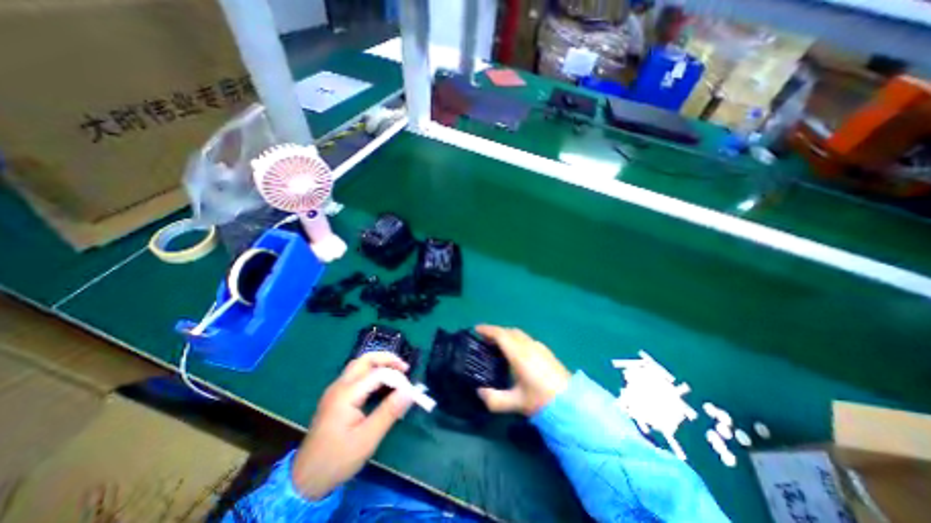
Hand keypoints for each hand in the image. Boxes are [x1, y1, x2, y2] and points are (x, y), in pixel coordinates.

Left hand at [292, 351, 411, 498]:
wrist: (304, 480)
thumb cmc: (337, 459)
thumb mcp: (367, 438)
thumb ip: (389, 412)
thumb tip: (409, 392)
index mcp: (346, 394)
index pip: (377, 373)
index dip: (396, 378)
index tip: (410, 391)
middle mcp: (339, 386)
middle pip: (365, 360)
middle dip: (387, 359)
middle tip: (404, 368)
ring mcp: (335, 390)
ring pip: (360, 365)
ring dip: (379, 365)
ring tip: (396, 374)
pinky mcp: (335, 397)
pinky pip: (356, 376)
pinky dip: (372, 373)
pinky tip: (381, 385)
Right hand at [475, 325, 570, 413]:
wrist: (572, 403)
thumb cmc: (542, 400)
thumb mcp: (516, 403)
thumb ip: (494, 400)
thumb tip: (479, 392)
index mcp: (520, 354)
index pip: (501, 335)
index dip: (488, 330)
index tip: (476, 329)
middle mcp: (529, 346)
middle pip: (509, 331)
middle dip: (496, 332)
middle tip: (485, 340)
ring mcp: (539, 347)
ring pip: (519, 334)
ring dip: (506, 335)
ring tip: (498, 346)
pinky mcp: (546, 351)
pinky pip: (526, 339)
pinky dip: (516, 339)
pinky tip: (516, 353)